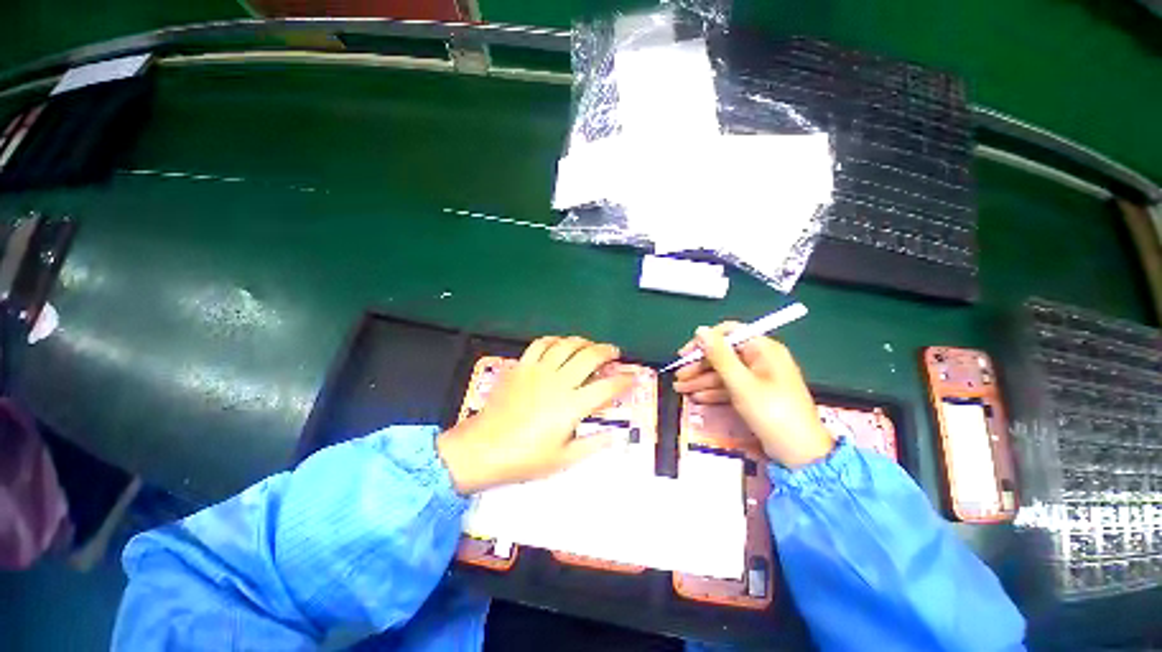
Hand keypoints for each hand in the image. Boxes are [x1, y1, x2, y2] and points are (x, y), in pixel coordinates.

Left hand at [437, 336, 633, 493]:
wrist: (483, 448)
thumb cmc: (524, 458)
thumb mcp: (563, 459)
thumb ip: (593, 444)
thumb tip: (617, 437)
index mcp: (572, 405)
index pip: (607, 387)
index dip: (624, 380)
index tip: (632, 377)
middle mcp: (559, 382)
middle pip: (590, 357)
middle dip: (607, 351)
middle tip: (614, 352)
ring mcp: (539, 370)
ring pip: (567, 345)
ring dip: (583, 341)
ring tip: (590, 344)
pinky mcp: (521, 366)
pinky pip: (540, 344)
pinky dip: (554, 340)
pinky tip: (559, 343)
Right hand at [672, 322, 833, 467]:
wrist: (799, 453)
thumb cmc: (771, 412)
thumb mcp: (741, 383)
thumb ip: (719, 356)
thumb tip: (701, 330)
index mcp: (763, 349)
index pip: (728, 334)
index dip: (704, 342)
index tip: (685, 354)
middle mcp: (761, 359)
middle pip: (723, 354)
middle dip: (699, 366)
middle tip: (679, 377)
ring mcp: (759, 377)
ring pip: (724, 372)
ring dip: (702, 380)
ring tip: (680, 389)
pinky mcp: (756, 394)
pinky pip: (731, 386)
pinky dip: (714, 391)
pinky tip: (697, 397)